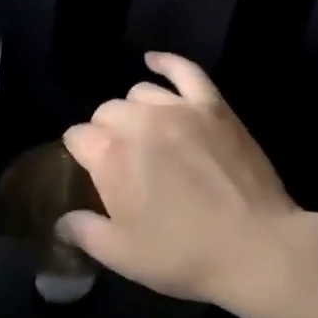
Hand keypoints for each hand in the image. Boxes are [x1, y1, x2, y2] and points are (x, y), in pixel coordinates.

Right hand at [59, 53, 317, 310]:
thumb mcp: (123, 256)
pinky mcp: (212, 106)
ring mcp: (177, 108)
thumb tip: (61, 222)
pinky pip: (185, 71)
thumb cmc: (184, 255)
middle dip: (106, 133)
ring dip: (134, 110)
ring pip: (140, 93)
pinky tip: (154, 61)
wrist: (256, 248)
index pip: (77, 137)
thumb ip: (84, 233)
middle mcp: (137, 121)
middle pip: (106, 112)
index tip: (89, 173)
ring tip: (144, 133)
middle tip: (122, 163)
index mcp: (109, 154)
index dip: (81, 155)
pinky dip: (166, 62)